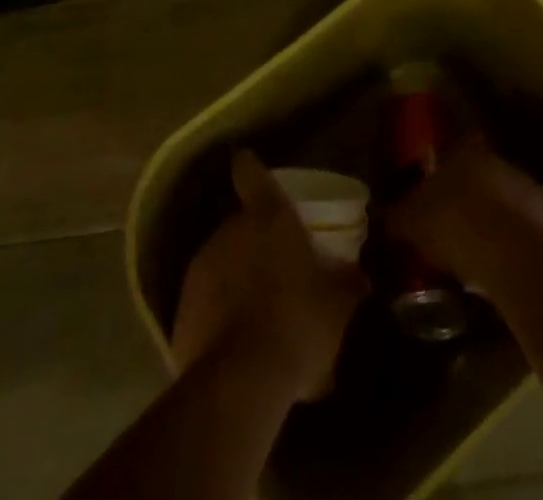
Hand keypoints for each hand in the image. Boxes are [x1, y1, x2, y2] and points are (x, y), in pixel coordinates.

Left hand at [171, 150, 368, 403]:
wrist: (240, 381)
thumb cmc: (297, 323)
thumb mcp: (337, 305)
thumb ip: (348, 282)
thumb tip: (360, 274)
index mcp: (267, 217)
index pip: (251, 174)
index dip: (250, 168)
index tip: (245, 161)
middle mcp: (229, 231)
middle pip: (240, 224)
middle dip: (255, 242)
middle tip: (276, 268)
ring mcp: (201, 268)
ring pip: (221, 262)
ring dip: (236, 278)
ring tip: (258, 312)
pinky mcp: (182, 308)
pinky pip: (205, 301)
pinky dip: (219, 312)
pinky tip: (237, 342)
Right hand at [385, 133, 542, 291]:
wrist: (515, 257)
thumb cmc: (455, 226)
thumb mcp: (411, 223)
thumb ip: (394, 218)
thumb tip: (376, 218)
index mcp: (468, 152)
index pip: (459, 145)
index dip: (450, 164)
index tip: (440, 186)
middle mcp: (503, 162)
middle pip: (487, 174)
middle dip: (476, 196)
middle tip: (459, 224)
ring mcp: (534, 190)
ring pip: (513, 201)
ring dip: (501, 221)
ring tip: (484, 254)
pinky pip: (534, 232)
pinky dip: (523, 246)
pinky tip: (510, 271)